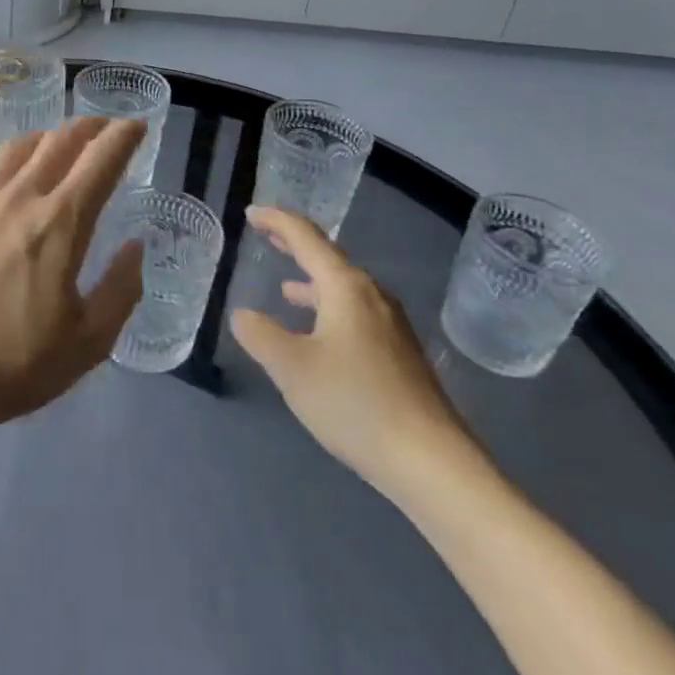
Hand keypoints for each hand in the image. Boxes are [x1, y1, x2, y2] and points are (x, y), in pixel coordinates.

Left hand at [0, 117, 146, 445]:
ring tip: (58, 144)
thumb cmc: (13, 363)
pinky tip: (9, 184)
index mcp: (60, 223)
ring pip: (18, 149)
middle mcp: (19, 197)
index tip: (135, 125)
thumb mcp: (88, 343)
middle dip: (88, 127)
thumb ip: (120, 290)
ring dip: (47, 138)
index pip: (100, 160)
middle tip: (103, 128)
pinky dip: (11, 165)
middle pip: (59, 141)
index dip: (122, 136)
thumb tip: (135, 247)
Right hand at [230, 206, 482, 502]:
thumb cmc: (355, 403)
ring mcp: (391, 325)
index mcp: (345, 287)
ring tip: (285, 286)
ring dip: (312, 281)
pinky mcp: (399, 353)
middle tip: (266, 234)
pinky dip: (328, 307)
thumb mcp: (292, 368)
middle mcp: (371, 295)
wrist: (431, 462)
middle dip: (295, 244)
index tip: (251, 213)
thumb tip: (243, 314)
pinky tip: (318, 333)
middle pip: (328, 258)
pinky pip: (355, 311)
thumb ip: (260, 335)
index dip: (276, 221)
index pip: (306, 237)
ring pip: (343, 288)